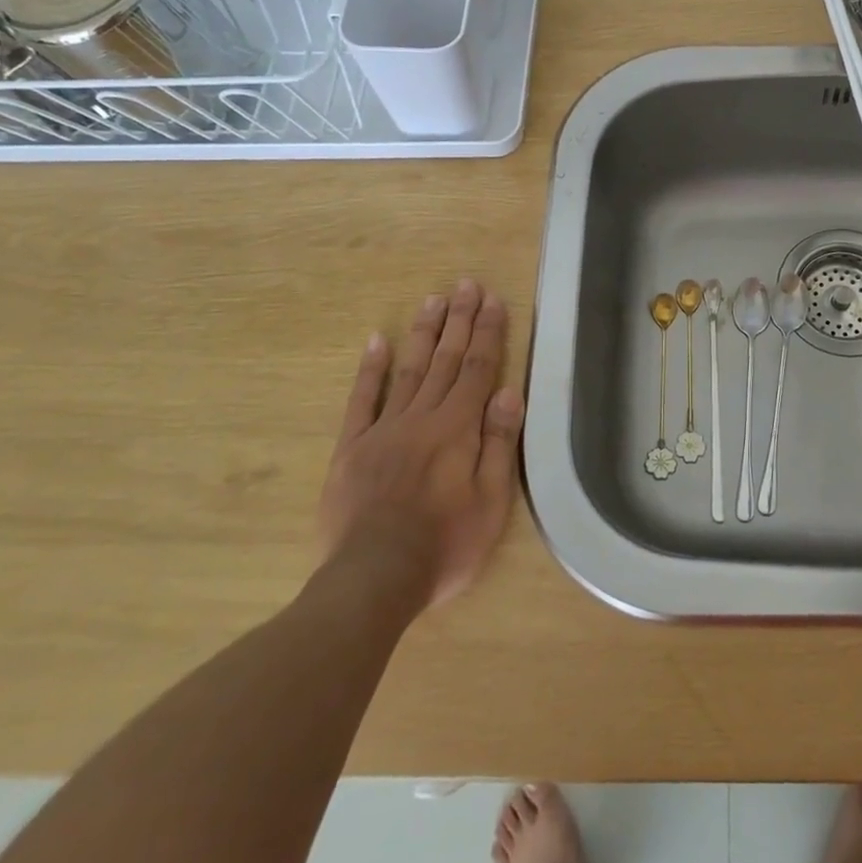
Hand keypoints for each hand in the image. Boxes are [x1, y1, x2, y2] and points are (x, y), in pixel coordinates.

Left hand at [319, 279, 524, 609]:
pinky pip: (362, 400)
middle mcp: (422, 417)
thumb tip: (508, 392)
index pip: (479, 369)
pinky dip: (371, 369)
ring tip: (433, 300)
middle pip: (446, 360)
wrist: (373, 578)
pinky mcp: (352, 448)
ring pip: (409, 370)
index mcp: (458, 428)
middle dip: (459, 320)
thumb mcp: (491, 501)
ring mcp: (383, 429)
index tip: (493, 300)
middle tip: (466, 284)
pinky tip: (378, 341)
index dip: (488, 333)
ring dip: (424, 333)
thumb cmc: (445, 544)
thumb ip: (498, 443)